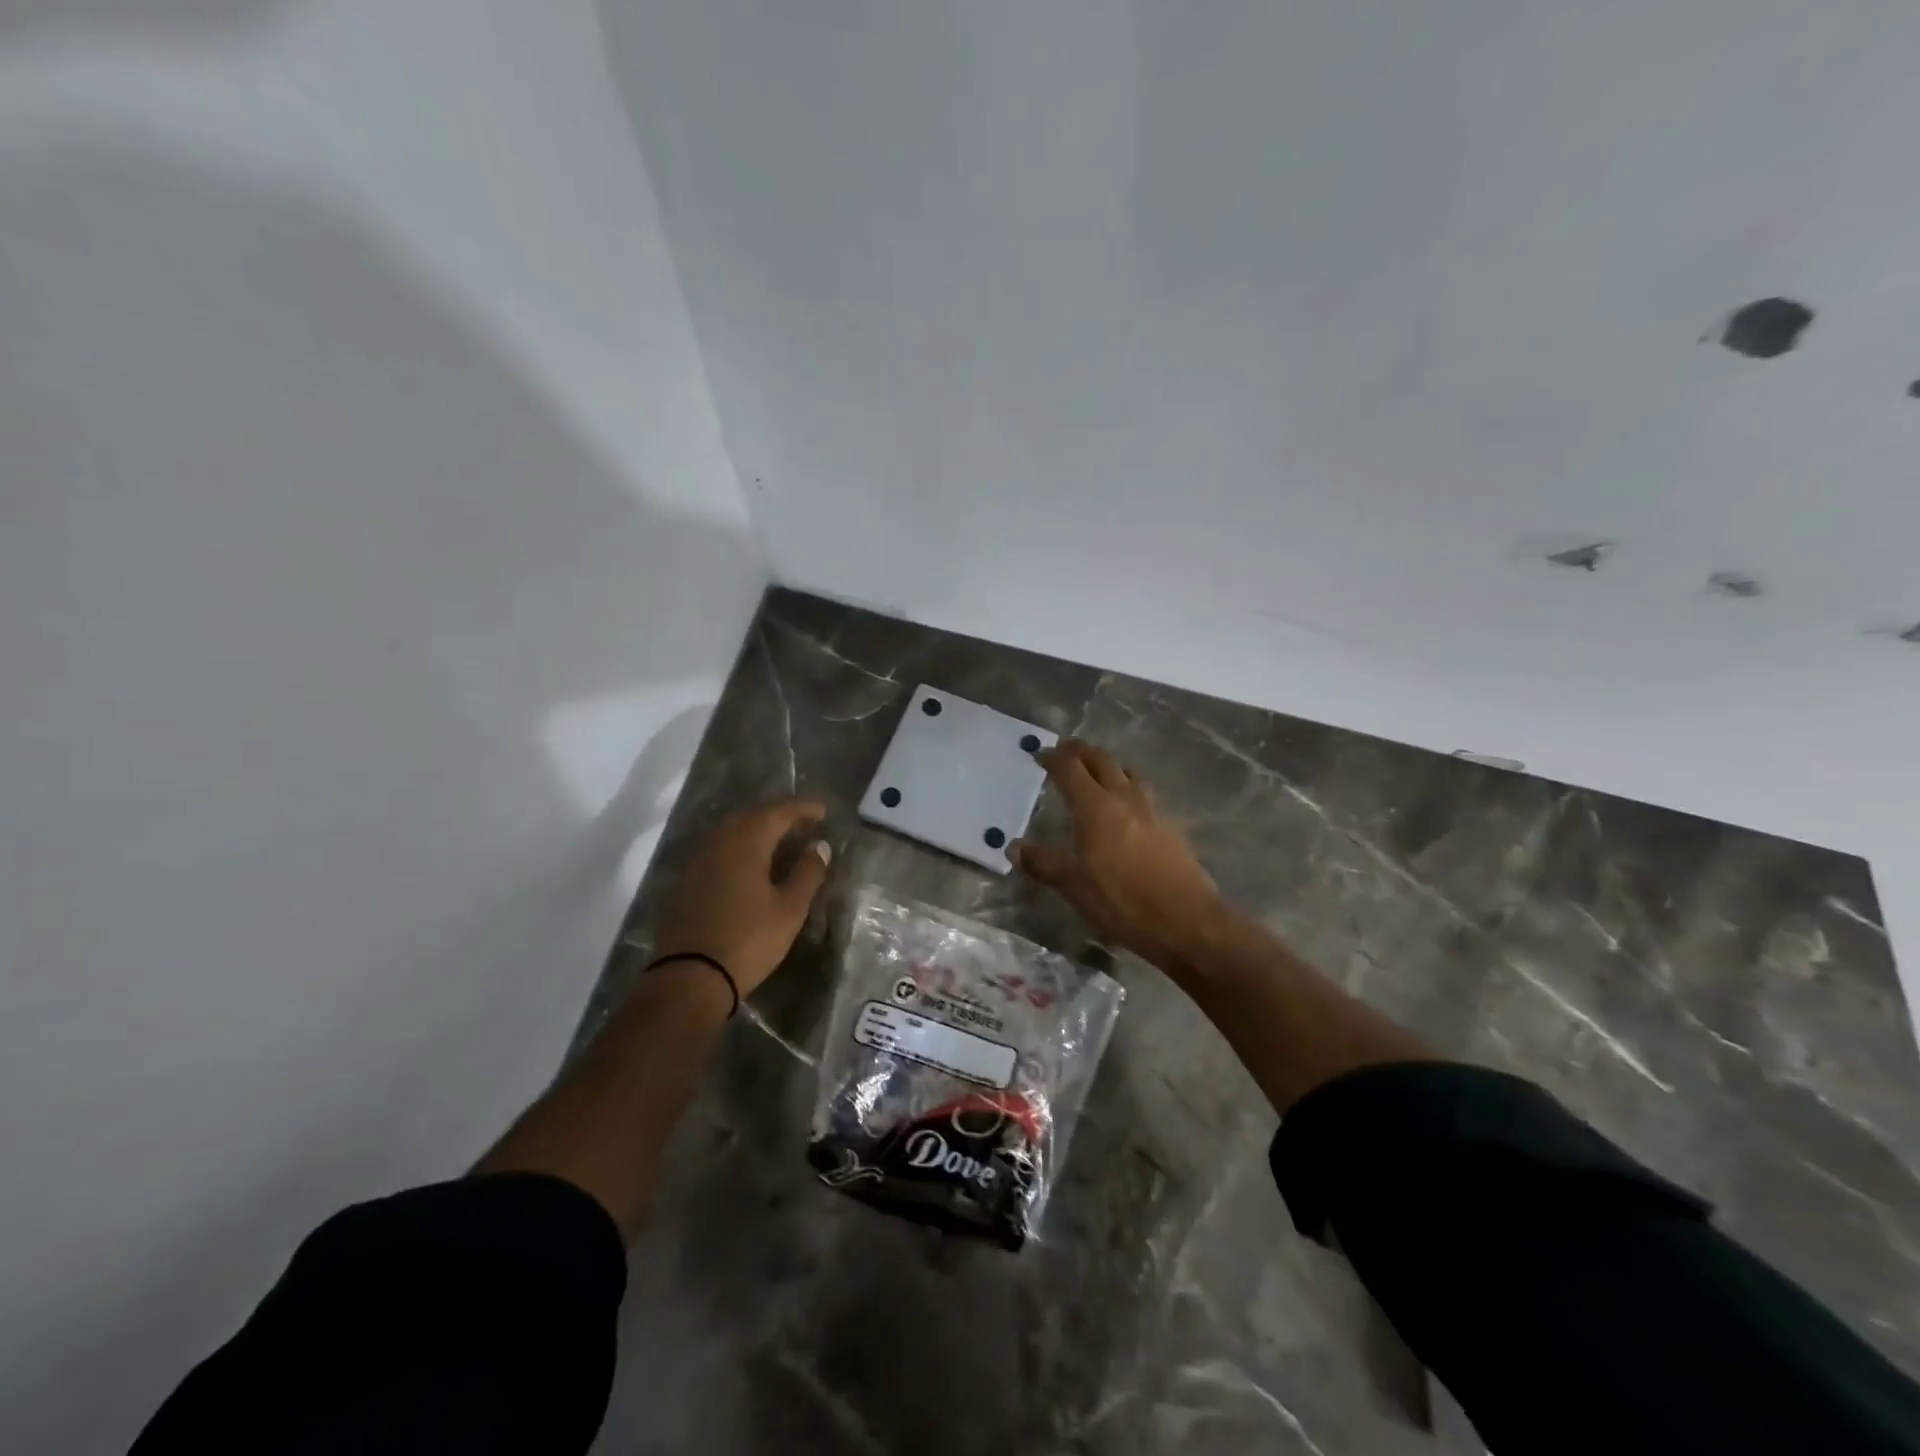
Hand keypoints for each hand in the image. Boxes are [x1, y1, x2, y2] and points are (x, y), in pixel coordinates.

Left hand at [654, 799, 832, 998]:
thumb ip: (807, 873)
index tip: (823, 811)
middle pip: (751, 815)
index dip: (802, 809)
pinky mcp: (687, 881)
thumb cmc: (749, 941)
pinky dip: (739, 845)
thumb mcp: (789, 909)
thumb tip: (819, 846)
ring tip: (780, 838)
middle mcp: (719, 843)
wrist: (690, 978)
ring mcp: (698, 861)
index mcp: (746, 843)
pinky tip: (750, 861)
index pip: (778, 812)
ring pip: (731, 831)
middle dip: (778, 814)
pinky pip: (718, 848)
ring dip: (757, 828)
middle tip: (803, 822)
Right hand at [1013, 740, 1227, 975]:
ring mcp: (1153, 810)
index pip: (1071, 769)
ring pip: (1128, 772)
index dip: (1054, 758)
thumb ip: (1043, 862)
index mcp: (1096, 808)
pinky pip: (1145, 793)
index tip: (1041, 754)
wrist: (1187, 921)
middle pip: (1102, 761)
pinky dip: (1129, 786)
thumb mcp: (1074, 886)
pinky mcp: (1172, 826)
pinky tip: (1127, 805)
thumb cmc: (1123, 901)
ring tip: (1098, 770)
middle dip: (1081, 752)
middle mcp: (1125, 799)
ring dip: (1109, 765)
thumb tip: (1013, 846)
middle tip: (1066, 750)